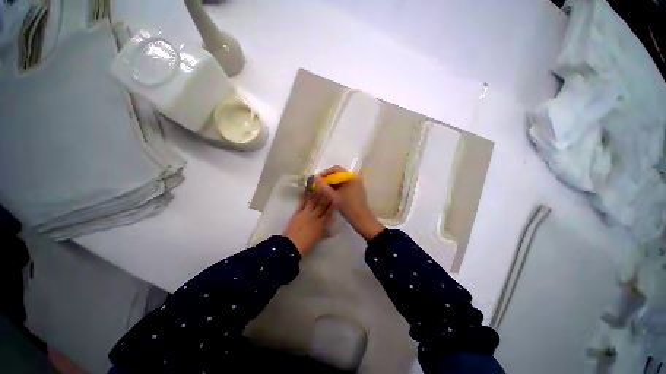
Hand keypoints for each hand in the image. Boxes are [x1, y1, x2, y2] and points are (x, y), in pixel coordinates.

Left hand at [283, 190, 335, 255]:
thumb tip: (331, 231)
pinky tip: (307, 190)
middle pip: (322, 204)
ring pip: (314, 201)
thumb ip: (325, 232)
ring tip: (320, 185)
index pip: (329, 212)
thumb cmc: (306, 244)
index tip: (337, 198)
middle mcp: (315, 216)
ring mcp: (306, 213)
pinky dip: (305, 196)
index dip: (333, 205)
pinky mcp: (298, 212)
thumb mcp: (318, 238)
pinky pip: (303, 202)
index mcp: (321, 223)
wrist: (292, 245)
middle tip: (329, 186)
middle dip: (327, 195)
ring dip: (317, 193)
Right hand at [319, 166, 384, 240]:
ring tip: (325, 190)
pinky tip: (333, 194)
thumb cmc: (347, 207)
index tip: (318, 180)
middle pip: (339, 174)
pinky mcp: (357, 189)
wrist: (361, 218)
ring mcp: (357, 183)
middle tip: (320, 185)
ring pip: (342, 180)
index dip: (325, 173)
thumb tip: (316, 177)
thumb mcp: (333, 196)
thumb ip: (323, 186)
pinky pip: (346, 184)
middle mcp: (355, 177)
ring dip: (333, 183)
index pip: (336, 169)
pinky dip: (339, 187)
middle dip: (329, 179)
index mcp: (350, 177)